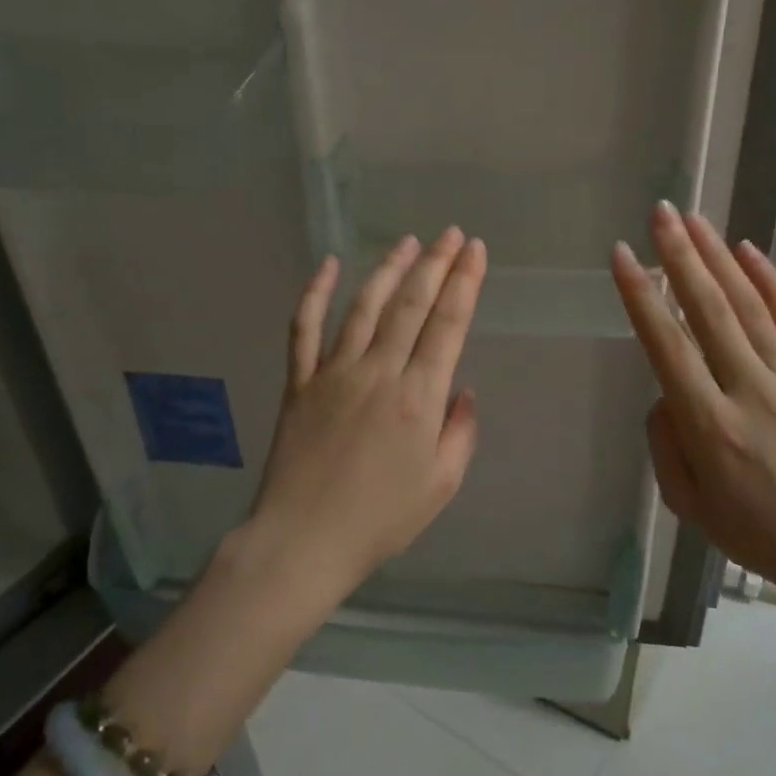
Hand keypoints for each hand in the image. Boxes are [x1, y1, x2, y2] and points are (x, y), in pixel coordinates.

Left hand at [244, 227, 487, 605]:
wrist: (303, 542)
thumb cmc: (380, 520)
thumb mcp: (441, 486)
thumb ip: (460, 433)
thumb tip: (463, 389)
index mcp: (418, 398)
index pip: (448, 324)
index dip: (465, 282)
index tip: (475, 251)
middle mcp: (378, 373)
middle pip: (411, 304)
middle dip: (435, 264)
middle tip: (452, 234)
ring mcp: (334, 373)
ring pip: (364, 306)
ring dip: (388, 269)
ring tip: (408, 241)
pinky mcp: (299, 382)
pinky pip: (304, 329)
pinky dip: (314, 293)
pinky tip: (328, 265)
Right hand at [610, 202, 775, 613]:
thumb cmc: (756, 532)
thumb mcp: (687, 502)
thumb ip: (664, 441)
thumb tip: (666, 390)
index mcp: (710, 426)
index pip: (668, 347)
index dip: (642, 296)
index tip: (624, 254)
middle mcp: (748, 391)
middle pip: (709, 311)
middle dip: (681, 256)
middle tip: (660, 212)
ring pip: (748, 306)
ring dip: (718, 257)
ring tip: (694, 218)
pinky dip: (770, 282)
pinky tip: (748, 251)